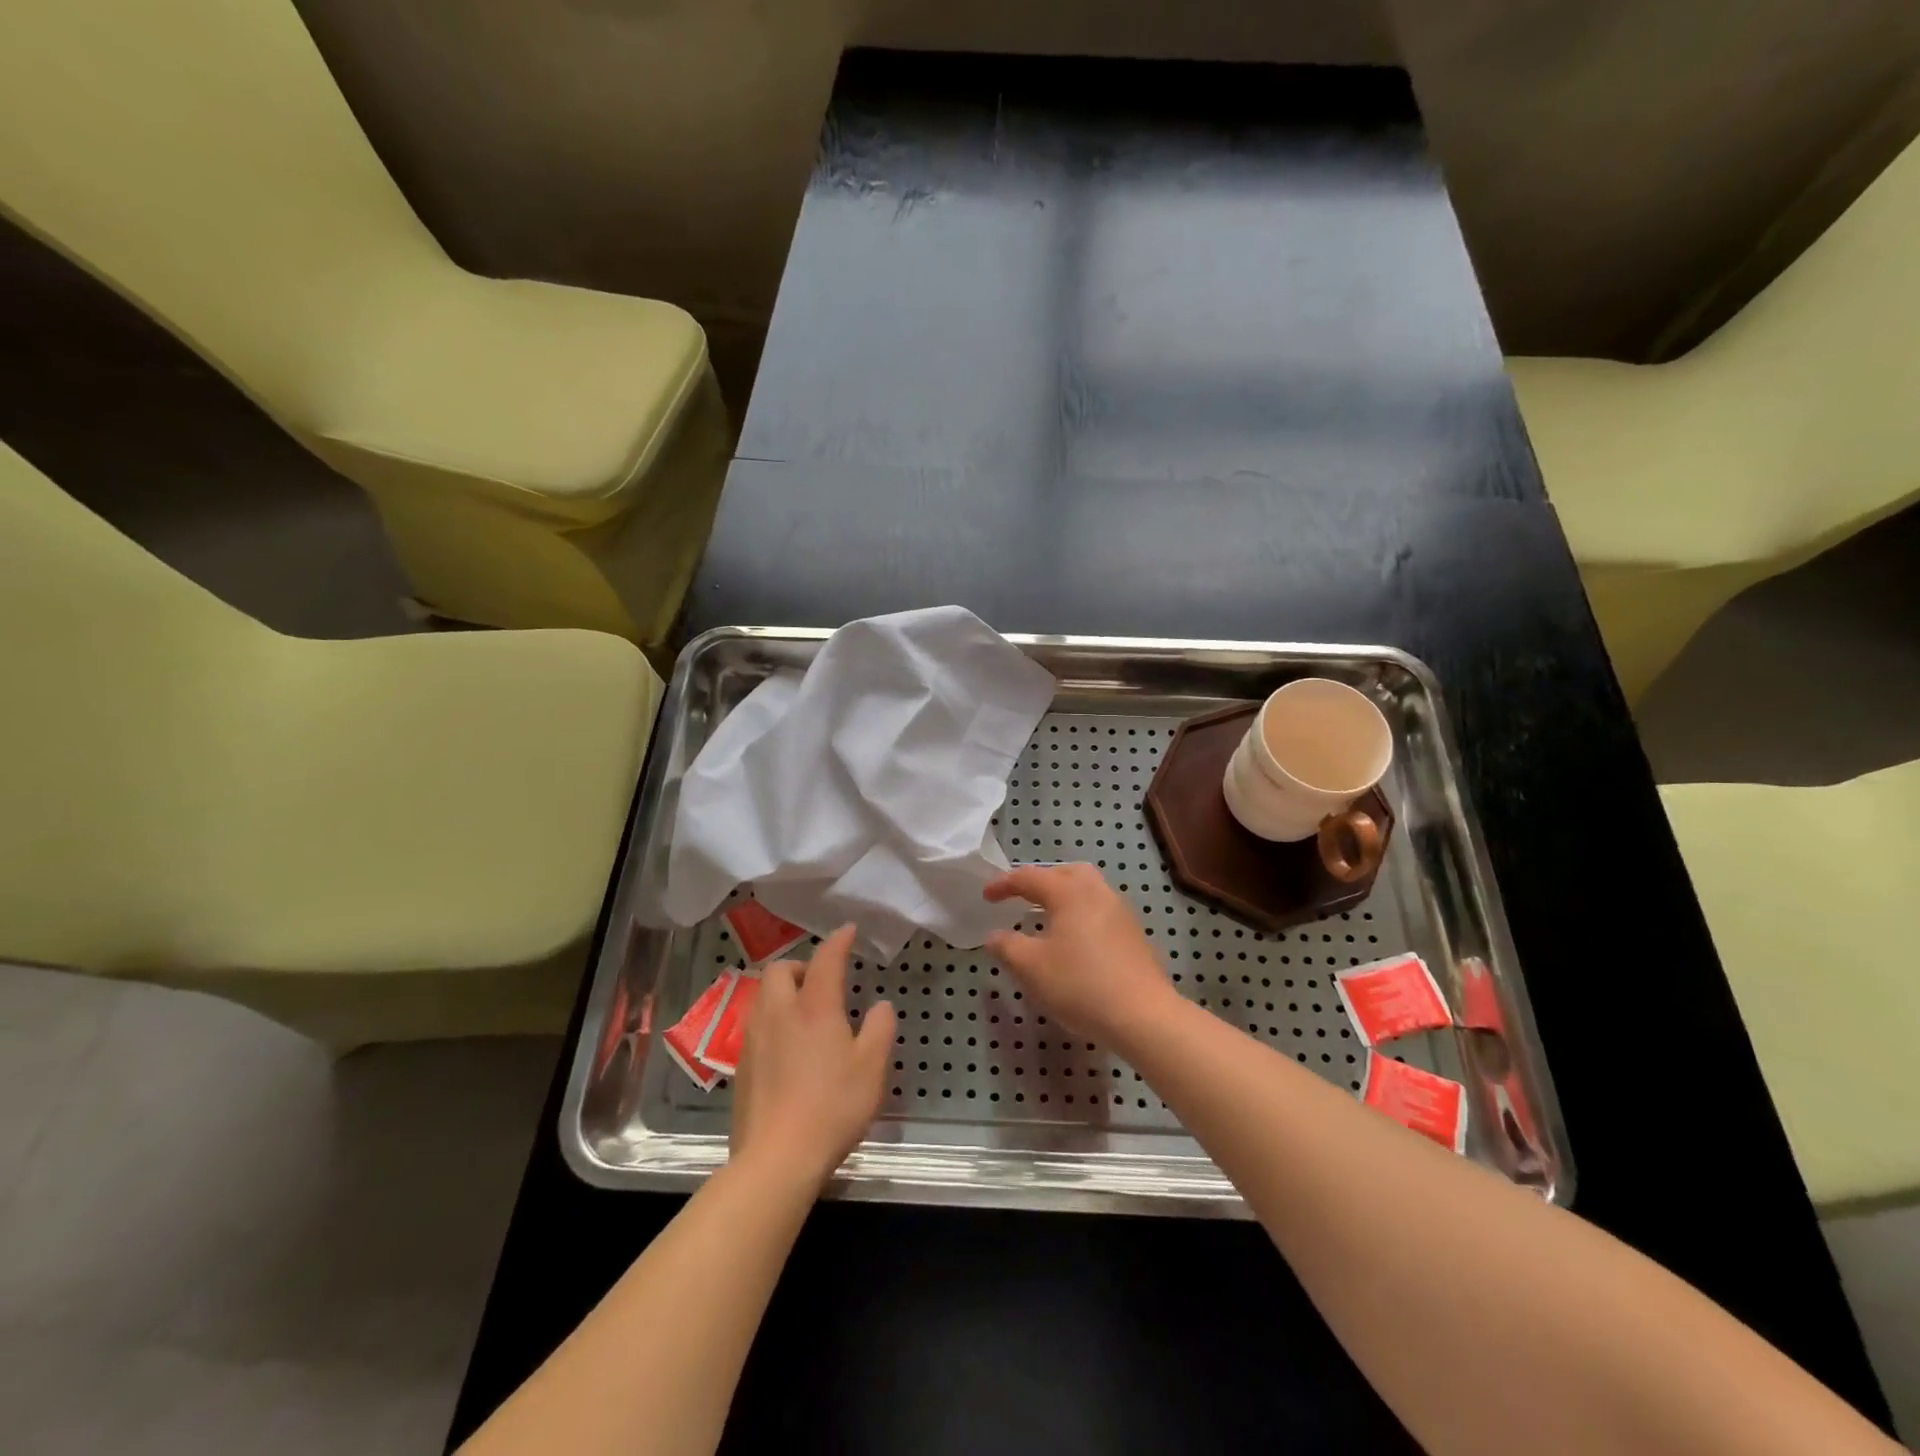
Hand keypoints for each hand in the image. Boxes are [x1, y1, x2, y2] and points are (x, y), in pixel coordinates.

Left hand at [730, 925, 896, 1188]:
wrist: (777, 1158)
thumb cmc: (832, 1106)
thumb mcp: (871, 1068)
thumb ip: (879, 1029)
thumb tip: (880, 1006)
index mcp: (814, 1007)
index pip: (825, 960)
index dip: (837, 941)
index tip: (848, 931)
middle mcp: (778, 1014)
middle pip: (779, 971)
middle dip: (799, 966)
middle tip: (821, 982)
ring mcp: (754, 1040)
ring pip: (763, 997)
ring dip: (782, 992)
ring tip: (805, 1012)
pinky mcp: (741, 1066)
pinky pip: (756, 1026)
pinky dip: (773, 1020)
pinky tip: (788, 1047)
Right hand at [983, 863, 1177, 1047]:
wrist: (1143, 1016)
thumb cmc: (1080, 985)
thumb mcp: (1031, 968)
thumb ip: (1007, 946)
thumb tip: (994, 935)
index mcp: (1069, 892)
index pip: (1030, 877)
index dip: (1004, 884)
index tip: (986, 896)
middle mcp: (1097, 892)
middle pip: (1065, 872)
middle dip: (1040, 880)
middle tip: (1021, 897)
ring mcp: (1120, 912)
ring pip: (1087, 889)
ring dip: (1063, 895)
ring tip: (1045, 917)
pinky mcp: (1132, 934)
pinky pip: (1099, 909)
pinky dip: (1079, 913)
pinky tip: (1072, 940)